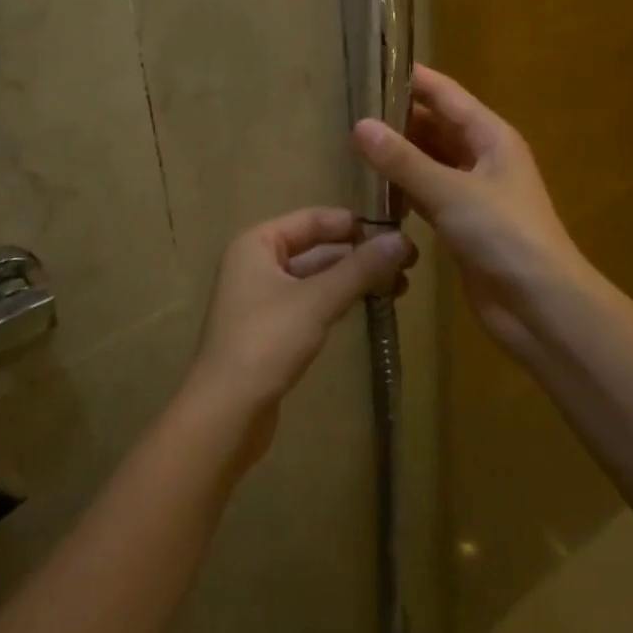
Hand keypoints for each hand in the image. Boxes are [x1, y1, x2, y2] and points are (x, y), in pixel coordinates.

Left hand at [185, 208, 412, 459]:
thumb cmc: (266, 342)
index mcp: (257, 244)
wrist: (225, 413)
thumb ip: (360, 269)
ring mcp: (261, 298)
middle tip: (406, 263)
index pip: (312, 219)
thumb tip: (402, 240)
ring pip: (315, 277)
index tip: (395, 232)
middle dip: (359, 254)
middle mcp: (255, 263)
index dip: (353, 224)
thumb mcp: (317, 300)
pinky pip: (310, 303)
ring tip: (399, 286)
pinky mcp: (270, 330)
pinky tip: (368, 306)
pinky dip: (338, 301)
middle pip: (315, 247)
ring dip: (353, 279)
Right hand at [354, 65, 589, 355]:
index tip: (370, 67)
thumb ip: (403, 160)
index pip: (446, 95)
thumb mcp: (451, 192)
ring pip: (429, 162)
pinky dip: (403, 189)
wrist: (540, 306)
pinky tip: (373, 189)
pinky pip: (427, 195)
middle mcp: (483, 158)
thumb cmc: (504, 236)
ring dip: (399, 155)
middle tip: (348, 111)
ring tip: (352, 145)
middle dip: (398, 119)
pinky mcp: (462, 225)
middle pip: (436, 127)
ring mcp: (473, 193)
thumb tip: (359, 125)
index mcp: (491, 137)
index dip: (411, 80)